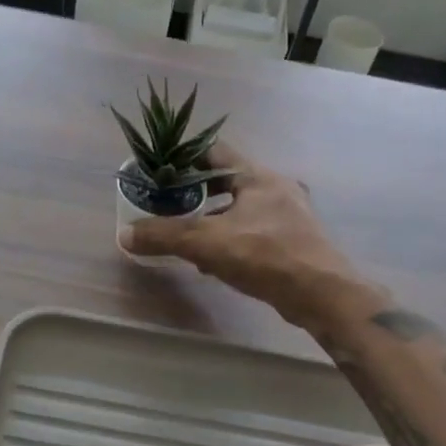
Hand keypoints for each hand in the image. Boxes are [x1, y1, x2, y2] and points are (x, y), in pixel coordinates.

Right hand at [122, 143, 364, 330]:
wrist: (321, 294)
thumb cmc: (265, 255)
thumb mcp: (207, 242)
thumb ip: (165, 236)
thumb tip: (124, 234)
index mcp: (257, 176)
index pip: (216, 151)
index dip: (185, 156)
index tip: (161, 168)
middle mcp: (276, 188)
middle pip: (228, 181)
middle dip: (196, 192)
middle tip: (168, 203)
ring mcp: (288, 216)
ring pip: (240, 209)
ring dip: (213, 219)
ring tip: (187, 235)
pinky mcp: (293, 242)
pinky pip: (253, 232)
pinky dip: (231, 240)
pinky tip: (215, 262)